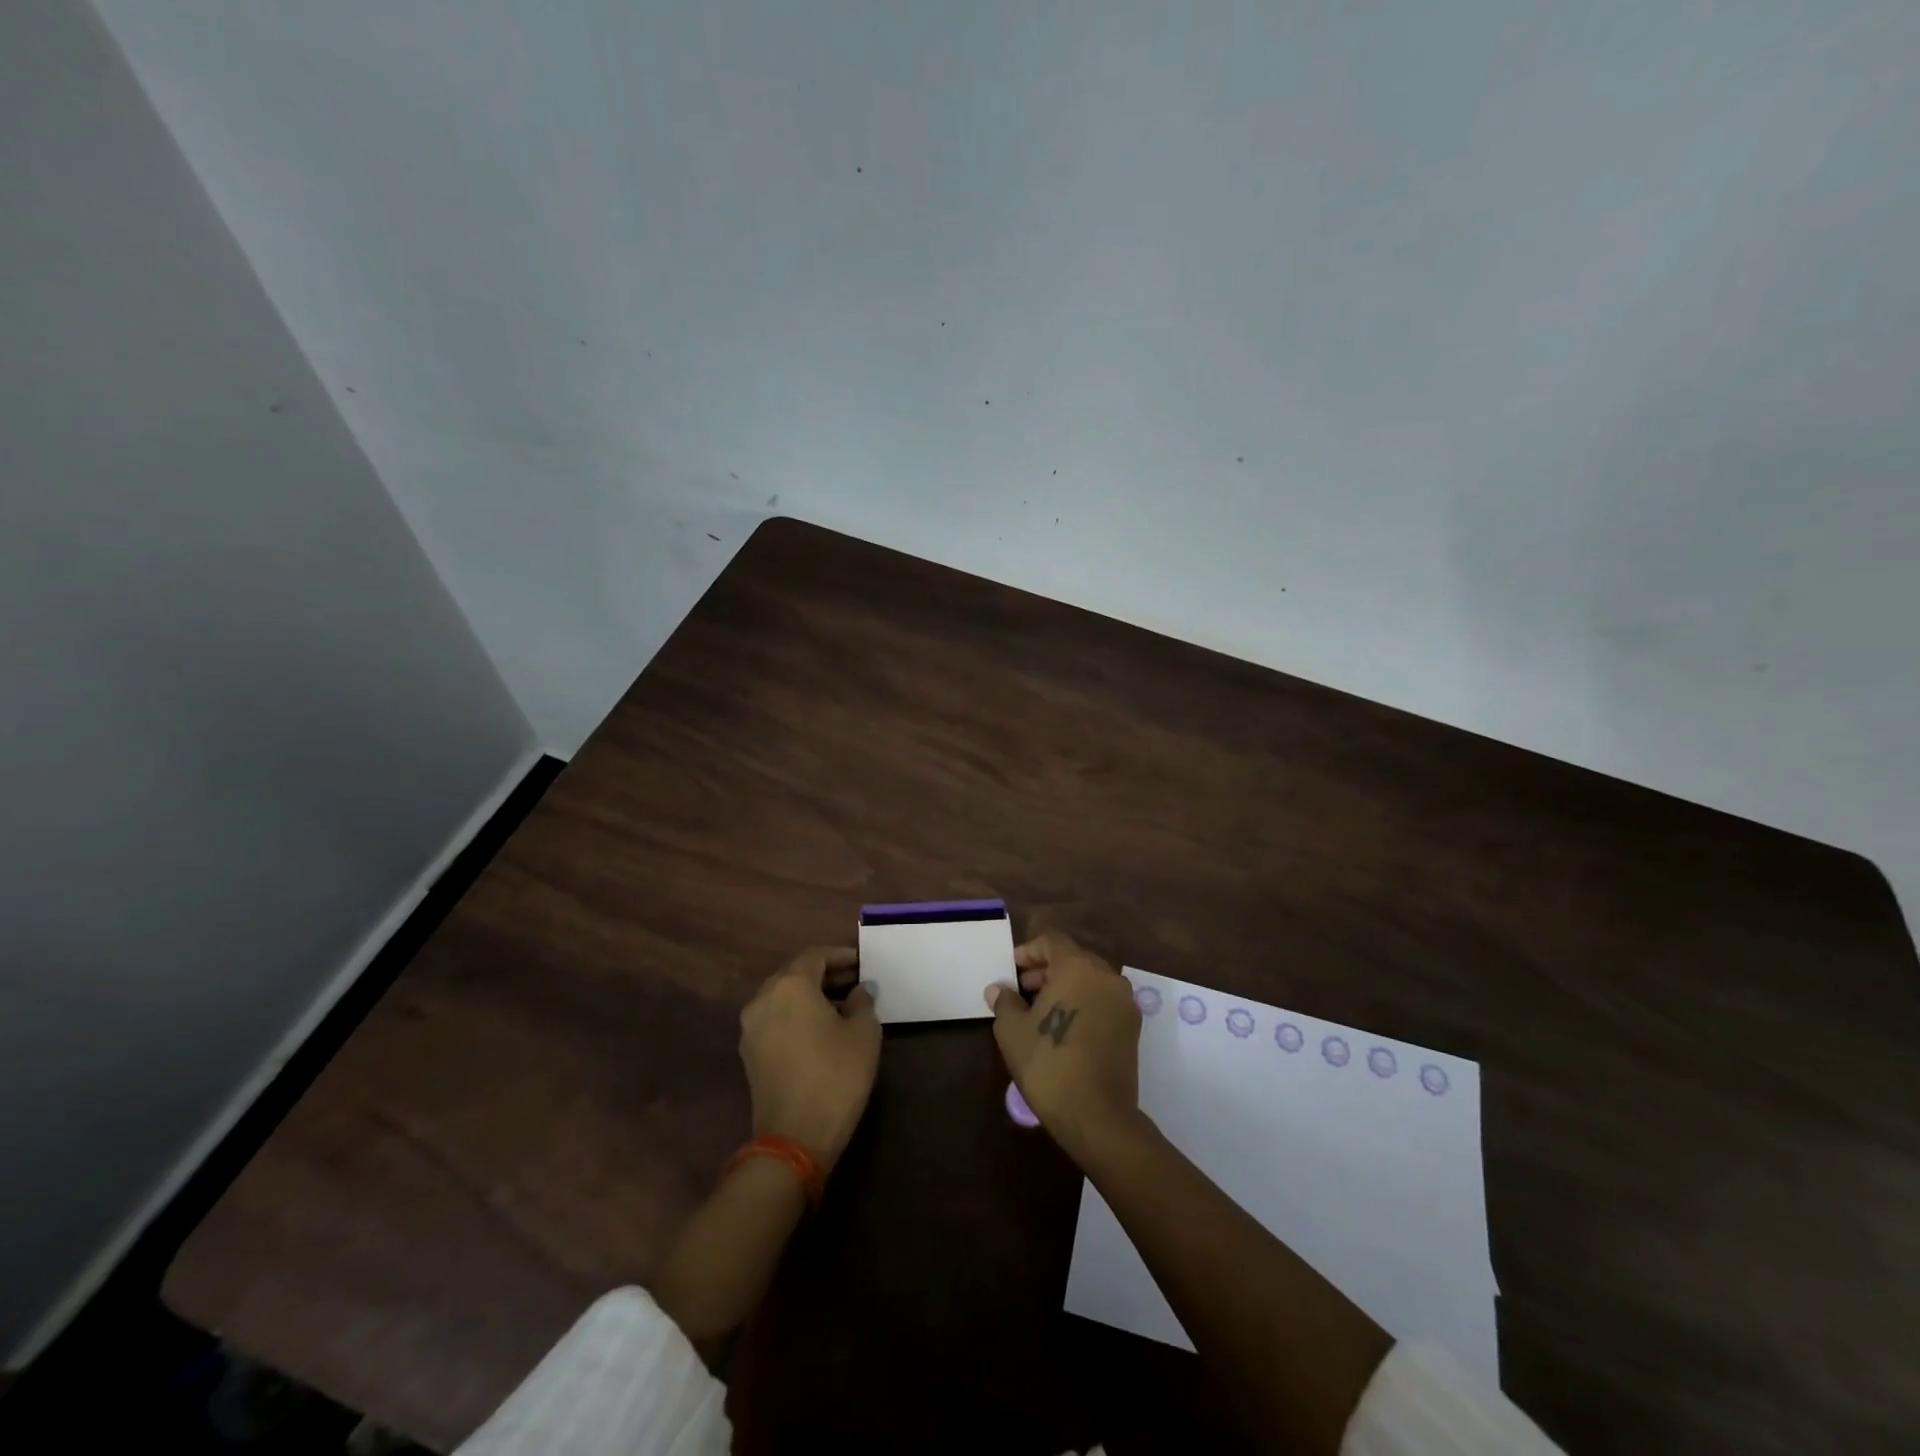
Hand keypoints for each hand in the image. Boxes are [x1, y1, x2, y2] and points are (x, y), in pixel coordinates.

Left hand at [739, 946, 880, 1171]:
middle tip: (855, 982)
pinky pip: (775, 1018)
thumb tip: (859, 990)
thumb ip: (862, 1002)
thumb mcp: (863, 1033)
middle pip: (795, 973)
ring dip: (810, 995)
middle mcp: (764, 997)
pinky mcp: (749, 1052)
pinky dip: (796, 1014)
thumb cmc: (836, 1076)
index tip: (862, 962)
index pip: (815, 955)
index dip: (841, 955)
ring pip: (783, 996)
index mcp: (791, 985)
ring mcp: (751, 1026)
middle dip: (825, 974)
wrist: (795, 1138)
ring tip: (842, 1006)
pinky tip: (820, 1028)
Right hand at [986, 931, 1141, 1157]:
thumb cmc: (1048, 1064)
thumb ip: (1005, 1002)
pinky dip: (1084, 1003)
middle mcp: (1106, 976)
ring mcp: (1124, 1002)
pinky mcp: (1133, 1027)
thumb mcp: (1013, 1031)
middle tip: (1023, 989)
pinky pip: (1104, 1000)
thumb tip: (998, 989)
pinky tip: (1065, 1026)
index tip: (1013, 969)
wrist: (1097, 1116)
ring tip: (1041, 1009)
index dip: (1029, 951)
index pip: (1053, 941)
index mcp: (1078, 967)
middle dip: (1047, 969)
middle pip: (1074, 958)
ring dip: (1067, 986)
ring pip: (1091, 980)